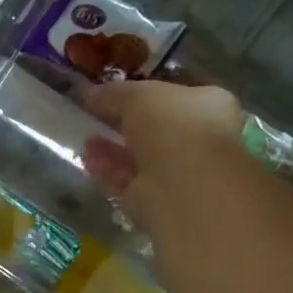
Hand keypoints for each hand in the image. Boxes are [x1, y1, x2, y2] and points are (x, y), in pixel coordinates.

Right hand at [81, 81, 242, 235]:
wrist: (185, 184)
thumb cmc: (174, 126)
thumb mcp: (139, 96)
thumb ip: (113, 94)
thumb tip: (89, 93)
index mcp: (207, 105)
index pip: (172, 97)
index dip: (140, 94)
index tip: (110, 94)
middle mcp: (196, 139)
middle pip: (153, 129)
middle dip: (122, 123)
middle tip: (93, 116)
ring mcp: (176, 172)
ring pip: (137, 157)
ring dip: (111, 147)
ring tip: (84, 137)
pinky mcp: (155, 199)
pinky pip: (126, 180)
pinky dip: (107, 169)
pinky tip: (87, 159)